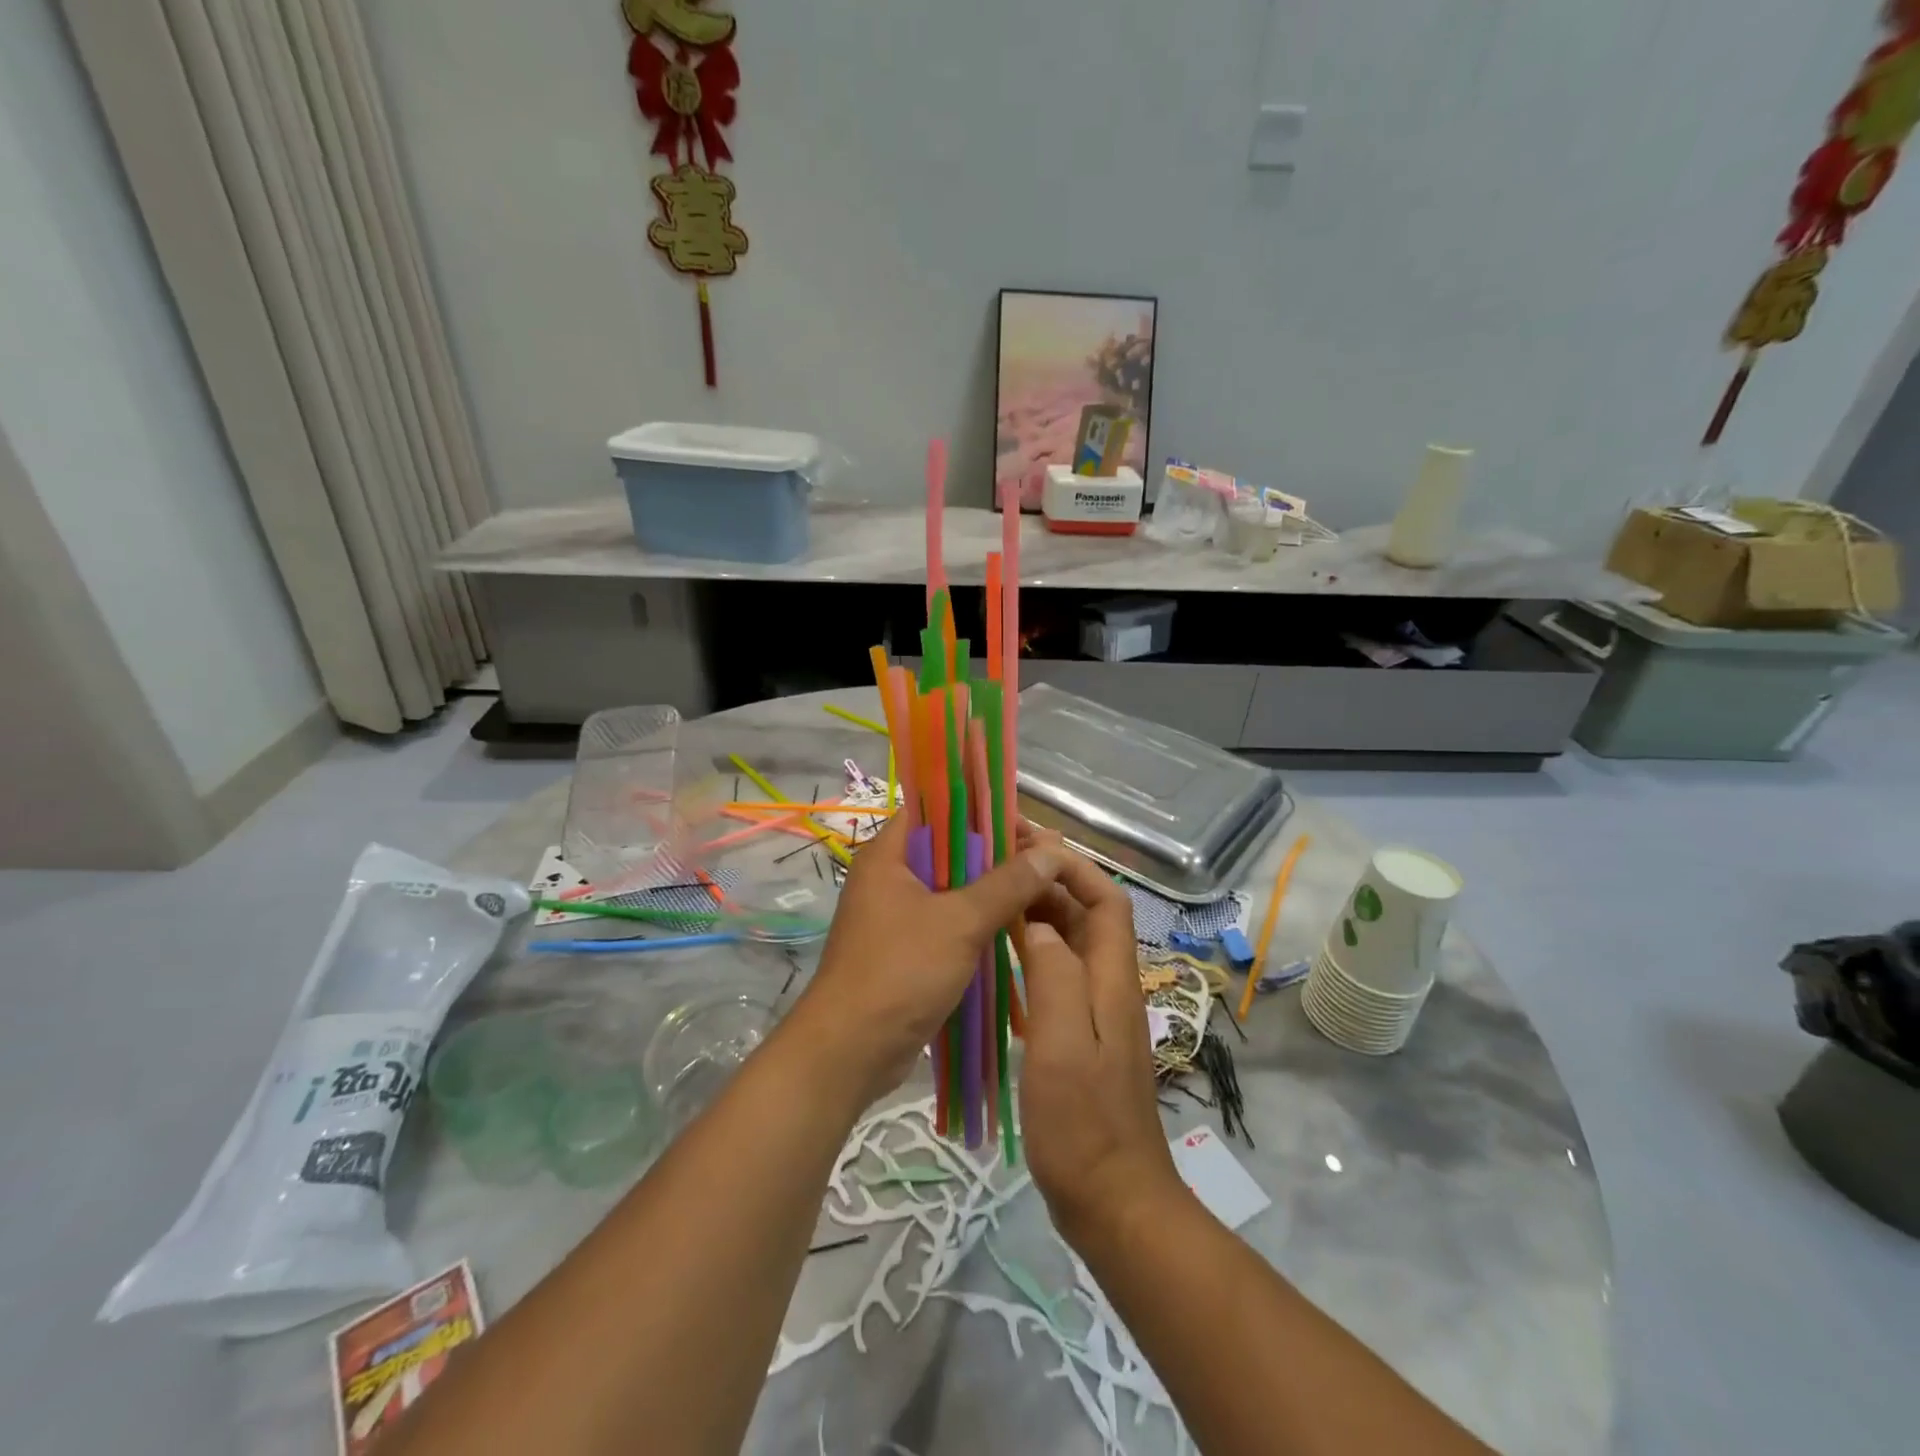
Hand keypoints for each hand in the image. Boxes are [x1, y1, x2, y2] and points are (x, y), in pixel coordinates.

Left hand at [789, 813, 1067, 1107]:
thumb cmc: (900, 972)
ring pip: (954, 887)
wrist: (851, 1051)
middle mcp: (890, 876)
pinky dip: (979, 919)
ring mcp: (897, 914)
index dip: (982, 809)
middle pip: (950, 848)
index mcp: (889, 854)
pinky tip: (1016, 926)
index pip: (937, 808)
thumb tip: (1052, 852)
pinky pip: (949, 919)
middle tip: (1046, 862)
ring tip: (1041, 891)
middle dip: (998, 853)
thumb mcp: (960, 922)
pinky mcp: (908, 948)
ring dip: (993, 888)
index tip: (1027, 827)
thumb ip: (1007, 884)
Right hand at [1017, 836, 1183, 1244]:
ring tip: (994, 895)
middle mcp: (1111, 986)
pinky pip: (1059, 974)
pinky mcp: (1080, 1036)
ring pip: (1072, 943)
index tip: (1029, 846)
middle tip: (999, 863)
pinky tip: (1001, 954)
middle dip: (1051, 881)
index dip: (1074, 865)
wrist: (1113, 1200)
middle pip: (1088, 915)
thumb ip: (1055, 975)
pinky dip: (1034, 952)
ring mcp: (1097, 1013)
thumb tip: (1040, 923)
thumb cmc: (1084, 1122)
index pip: (1107, 899)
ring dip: (1040, 913)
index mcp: (1113, 979)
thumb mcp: (1063, 1044)